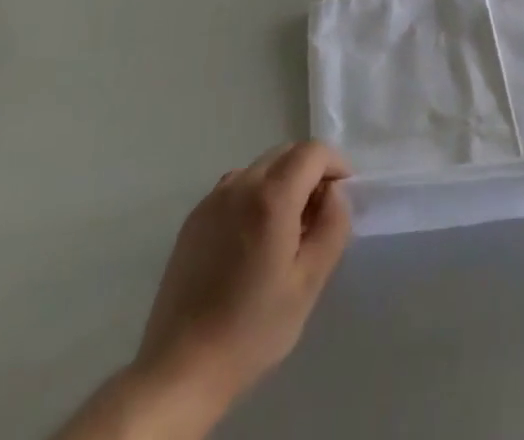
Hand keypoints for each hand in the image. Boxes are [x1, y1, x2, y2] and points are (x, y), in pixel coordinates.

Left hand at [133, 142, 352, 417]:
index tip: (344, 194)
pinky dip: (256, 195)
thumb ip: (332, 227)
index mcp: (271, 197)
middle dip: (310, 171)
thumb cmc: (252, 329)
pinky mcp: (194, 218)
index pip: (313, 152)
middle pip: (286, 153)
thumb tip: (334, 194)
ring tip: (287, 229)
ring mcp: (212, 199)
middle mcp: (240, 184)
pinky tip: (254, 240)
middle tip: (319, 214)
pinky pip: (236, 187)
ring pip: (260, 167)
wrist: (180, 370)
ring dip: (283, 182)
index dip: (335, 164)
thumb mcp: (308, 283)